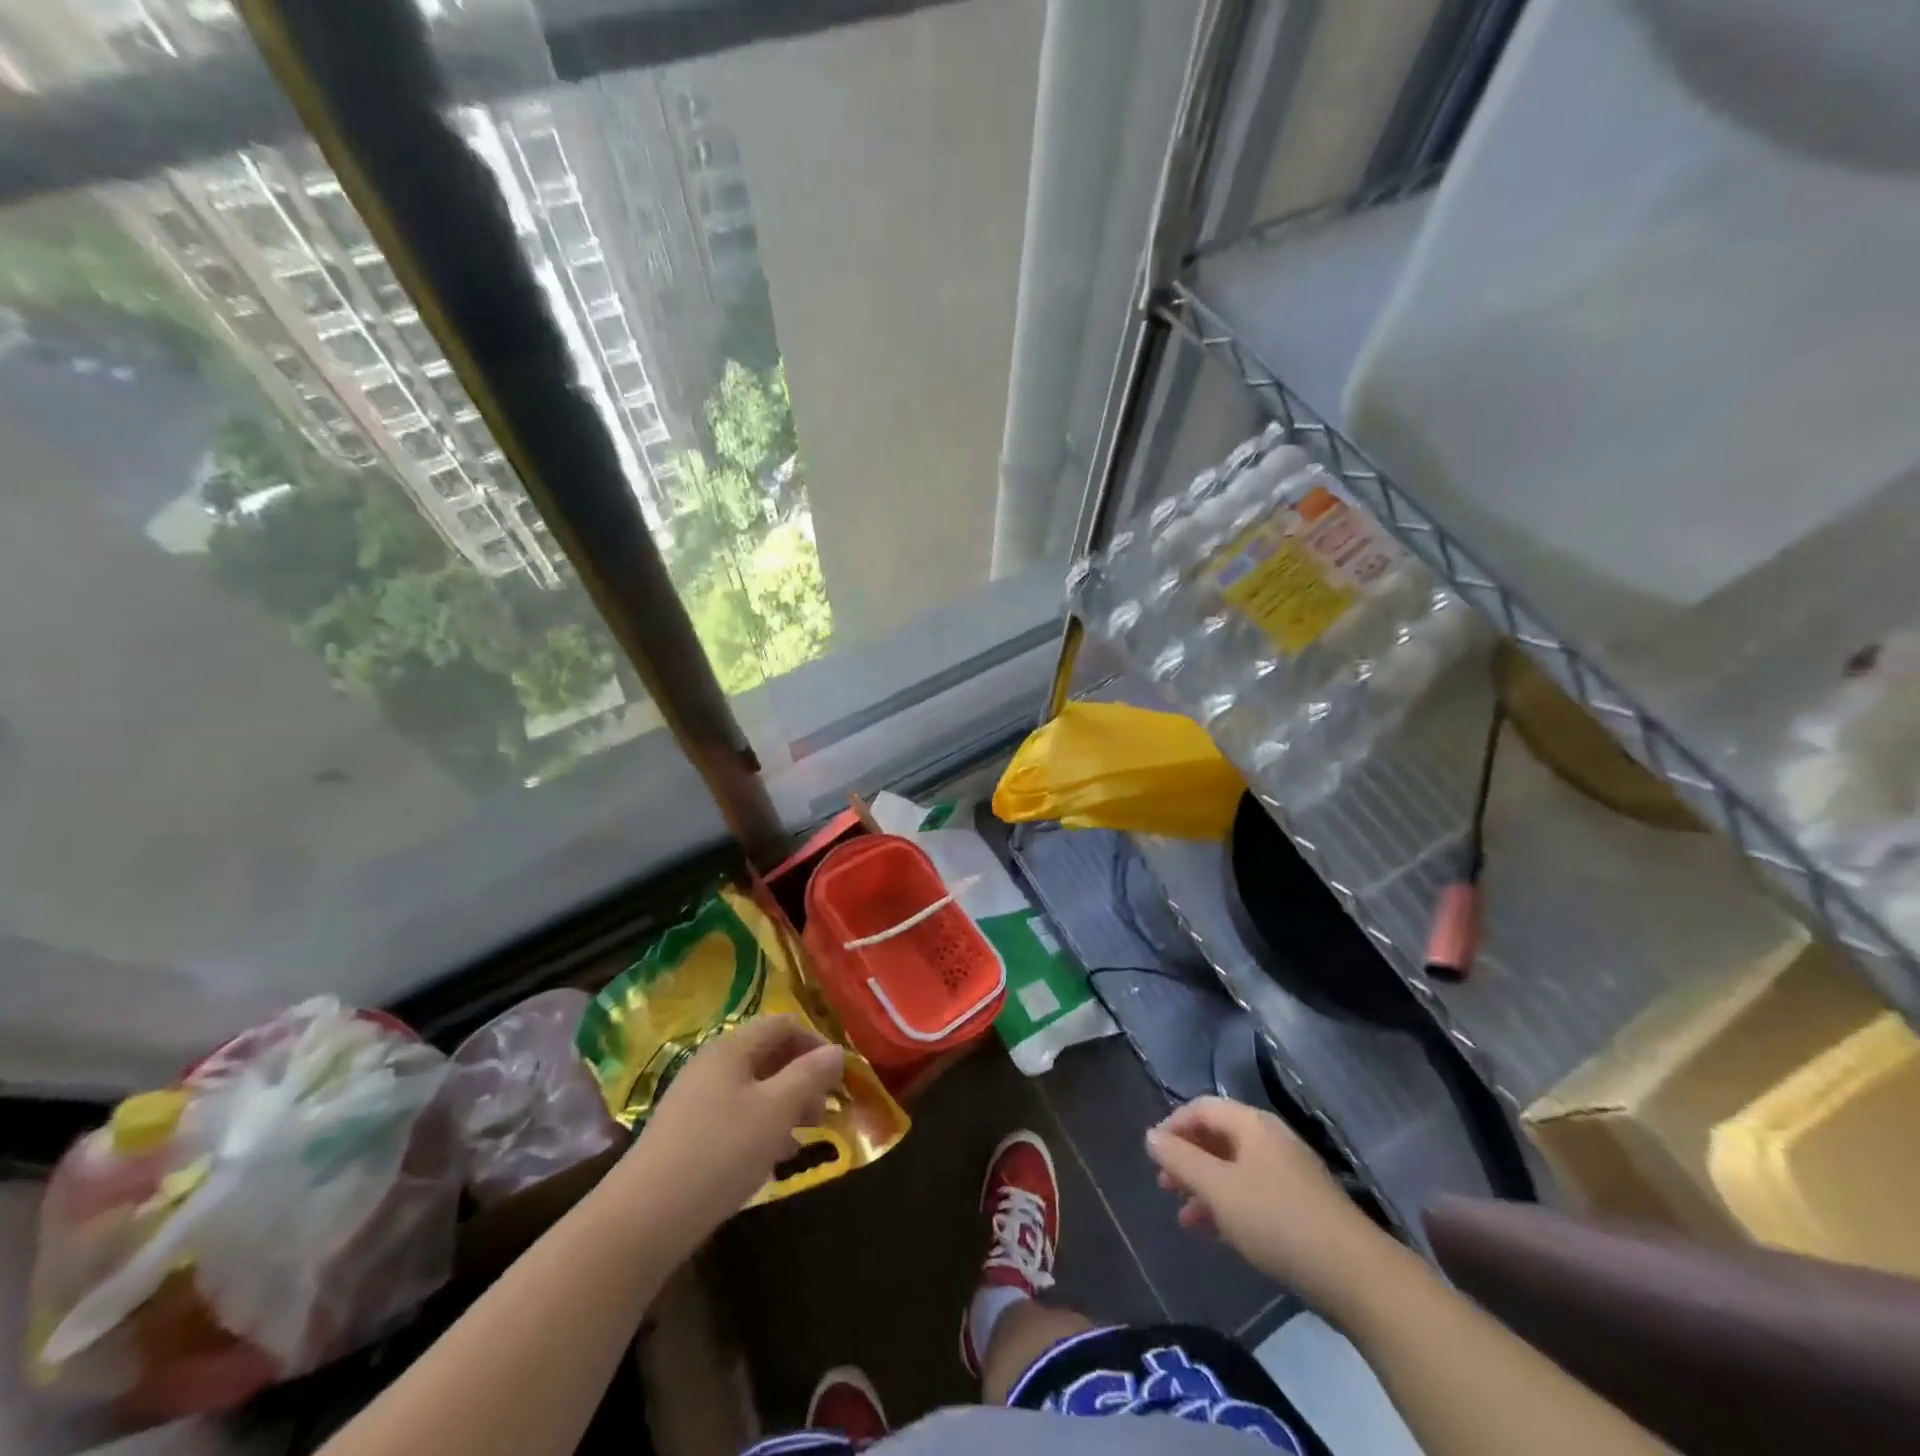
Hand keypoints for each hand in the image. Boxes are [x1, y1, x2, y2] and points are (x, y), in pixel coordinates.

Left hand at [612, 1016, 844, 1244]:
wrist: (643, 1220)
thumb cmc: (720, 1153)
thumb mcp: (776, 1111)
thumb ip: (810, 1076)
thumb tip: (836, 1051)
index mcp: (732, 1048)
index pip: (783, 1025)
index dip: (816, 1043)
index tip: (840, 1077)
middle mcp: (713, 1065)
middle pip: (769, 1055)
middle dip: (803, 1078)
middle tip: (826, 1111)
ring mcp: (697, 1099)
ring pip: (755, 1088)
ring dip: (786, 1105)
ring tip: (806, 1136)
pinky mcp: (689, 1134)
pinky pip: (737, 1116)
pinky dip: (763, 1127)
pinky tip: (775, 1158)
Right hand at [1147, 1096, 1384, 1306]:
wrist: (1357, 1276)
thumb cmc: (1277, 1221)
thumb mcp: (1219, 1190)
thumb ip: (1180, 1160)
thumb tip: (1150, 1135)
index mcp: (1252, 1124)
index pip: (1202, 1107)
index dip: (1173, 1125)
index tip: (1152, 1154)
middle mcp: (1271, 1138)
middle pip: (1219, 1136)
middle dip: (1188, 1158)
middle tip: (1164, 1185)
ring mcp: (1291, 1172)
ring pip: (1235, 1167)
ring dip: (1206, 1186)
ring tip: (1185, 1218)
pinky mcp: (1304, 1205)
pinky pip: (1254, 1191)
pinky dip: (1230, 1204)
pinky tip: (1220, 1233)